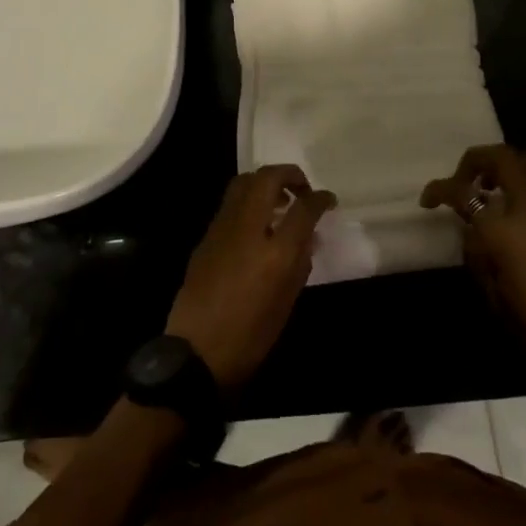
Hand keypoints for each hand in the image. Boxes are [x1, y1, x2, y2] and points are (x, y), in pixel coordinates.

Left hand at [166, 165, 335, 392]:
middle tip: (303, 189)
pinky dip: (249, 199)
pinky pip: (231, 202)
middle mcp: (248, 228)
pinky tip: (257, 221)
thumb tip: (308, 236)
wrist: (197, 351)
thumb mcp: (287, 301)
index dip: (320, 198)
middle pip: (268, 178)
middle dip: (290, 175)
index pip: (304, 207)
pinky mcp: (207, 235)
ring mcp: (223, 227)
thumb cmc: (251, 335)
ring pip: (244, 182)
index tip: (328, 200)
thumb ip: (301, 261)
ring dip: (266, 182)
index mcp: (276, 252)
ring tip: (280, 201)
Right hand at [422, 145, 525, 415]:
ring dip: (505, 167)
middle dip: (475, 162)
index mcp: (504, 230)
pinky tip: (525, 207)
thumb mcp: (493, 296)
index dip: (439, 190)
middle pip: (502, 158)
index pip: (463, 192)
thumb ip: (477, 253)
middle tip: (464, 183)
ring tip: (493, 191)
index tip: (429, 200)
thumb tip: (474, 230)